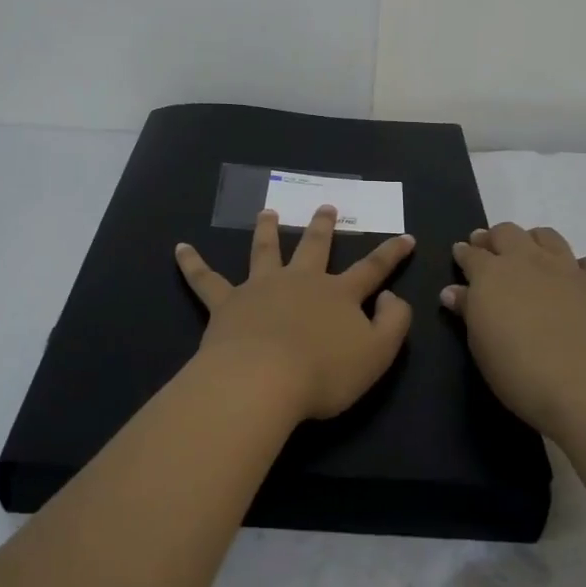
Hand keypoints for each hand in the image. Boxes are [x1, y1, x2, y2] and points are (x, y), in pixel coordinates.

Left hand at [175, 206, 415, 421]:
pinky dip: (192, 263)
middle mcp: (300, 281)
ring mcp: (261, 287)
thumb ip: (394, 323)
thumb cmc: (324, 373)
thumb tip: (392, 295)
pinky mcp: (227, 302)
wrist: (263, 379)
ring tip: (267, 211)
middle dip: (322, 227)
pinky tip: (179, 248)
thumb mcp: (377, 353)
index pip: (372, 268)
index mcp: (338, 294)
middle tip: (325, 207)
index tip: (406, 236)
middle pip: (314, 247)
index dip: (391, 253)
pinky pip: (206, 279)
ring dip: (266, 229)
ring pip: (264, 250)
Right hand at [443, 223, 585, 439]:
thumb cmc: (520, 373)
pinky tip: (575, 282)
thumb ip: (467, 311)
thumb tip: (453, 291)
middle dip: (494, 238)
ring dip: (533, 241)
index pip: (471, 253)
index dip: (464, 253)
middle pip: (507, 232)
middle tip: (489, 251)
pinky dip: (578, 267)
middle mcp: (528, 261)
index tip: (460, 254)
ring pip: (547, 236)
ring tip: (530, 257)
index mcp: (492, 274)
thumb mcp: (481, 346)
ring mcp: (568, 269)